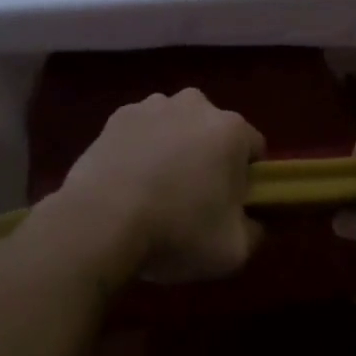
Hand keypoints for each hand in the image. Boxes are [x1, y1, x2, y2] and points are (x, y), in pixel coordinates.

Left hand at [58, 89, 265, 283]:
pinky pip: (142, 131)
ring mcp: (153, 106)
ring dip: (174, 148)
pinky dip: (140, 148)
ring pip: (176, 126)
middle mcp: (196, 105)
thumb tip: (254, 222)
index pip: (254, 149)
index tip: (231, 204)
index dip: (246, 178)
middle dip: (209, 157)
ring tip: (155, 190)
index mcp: (232, 129)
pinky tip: (128, 181)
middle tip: (193, 199)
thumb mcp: (233, 250)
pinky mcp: (117, 117)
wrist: (99, 223)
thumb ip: (255, 232)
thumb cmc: (176, 232)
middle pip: (214, 132)